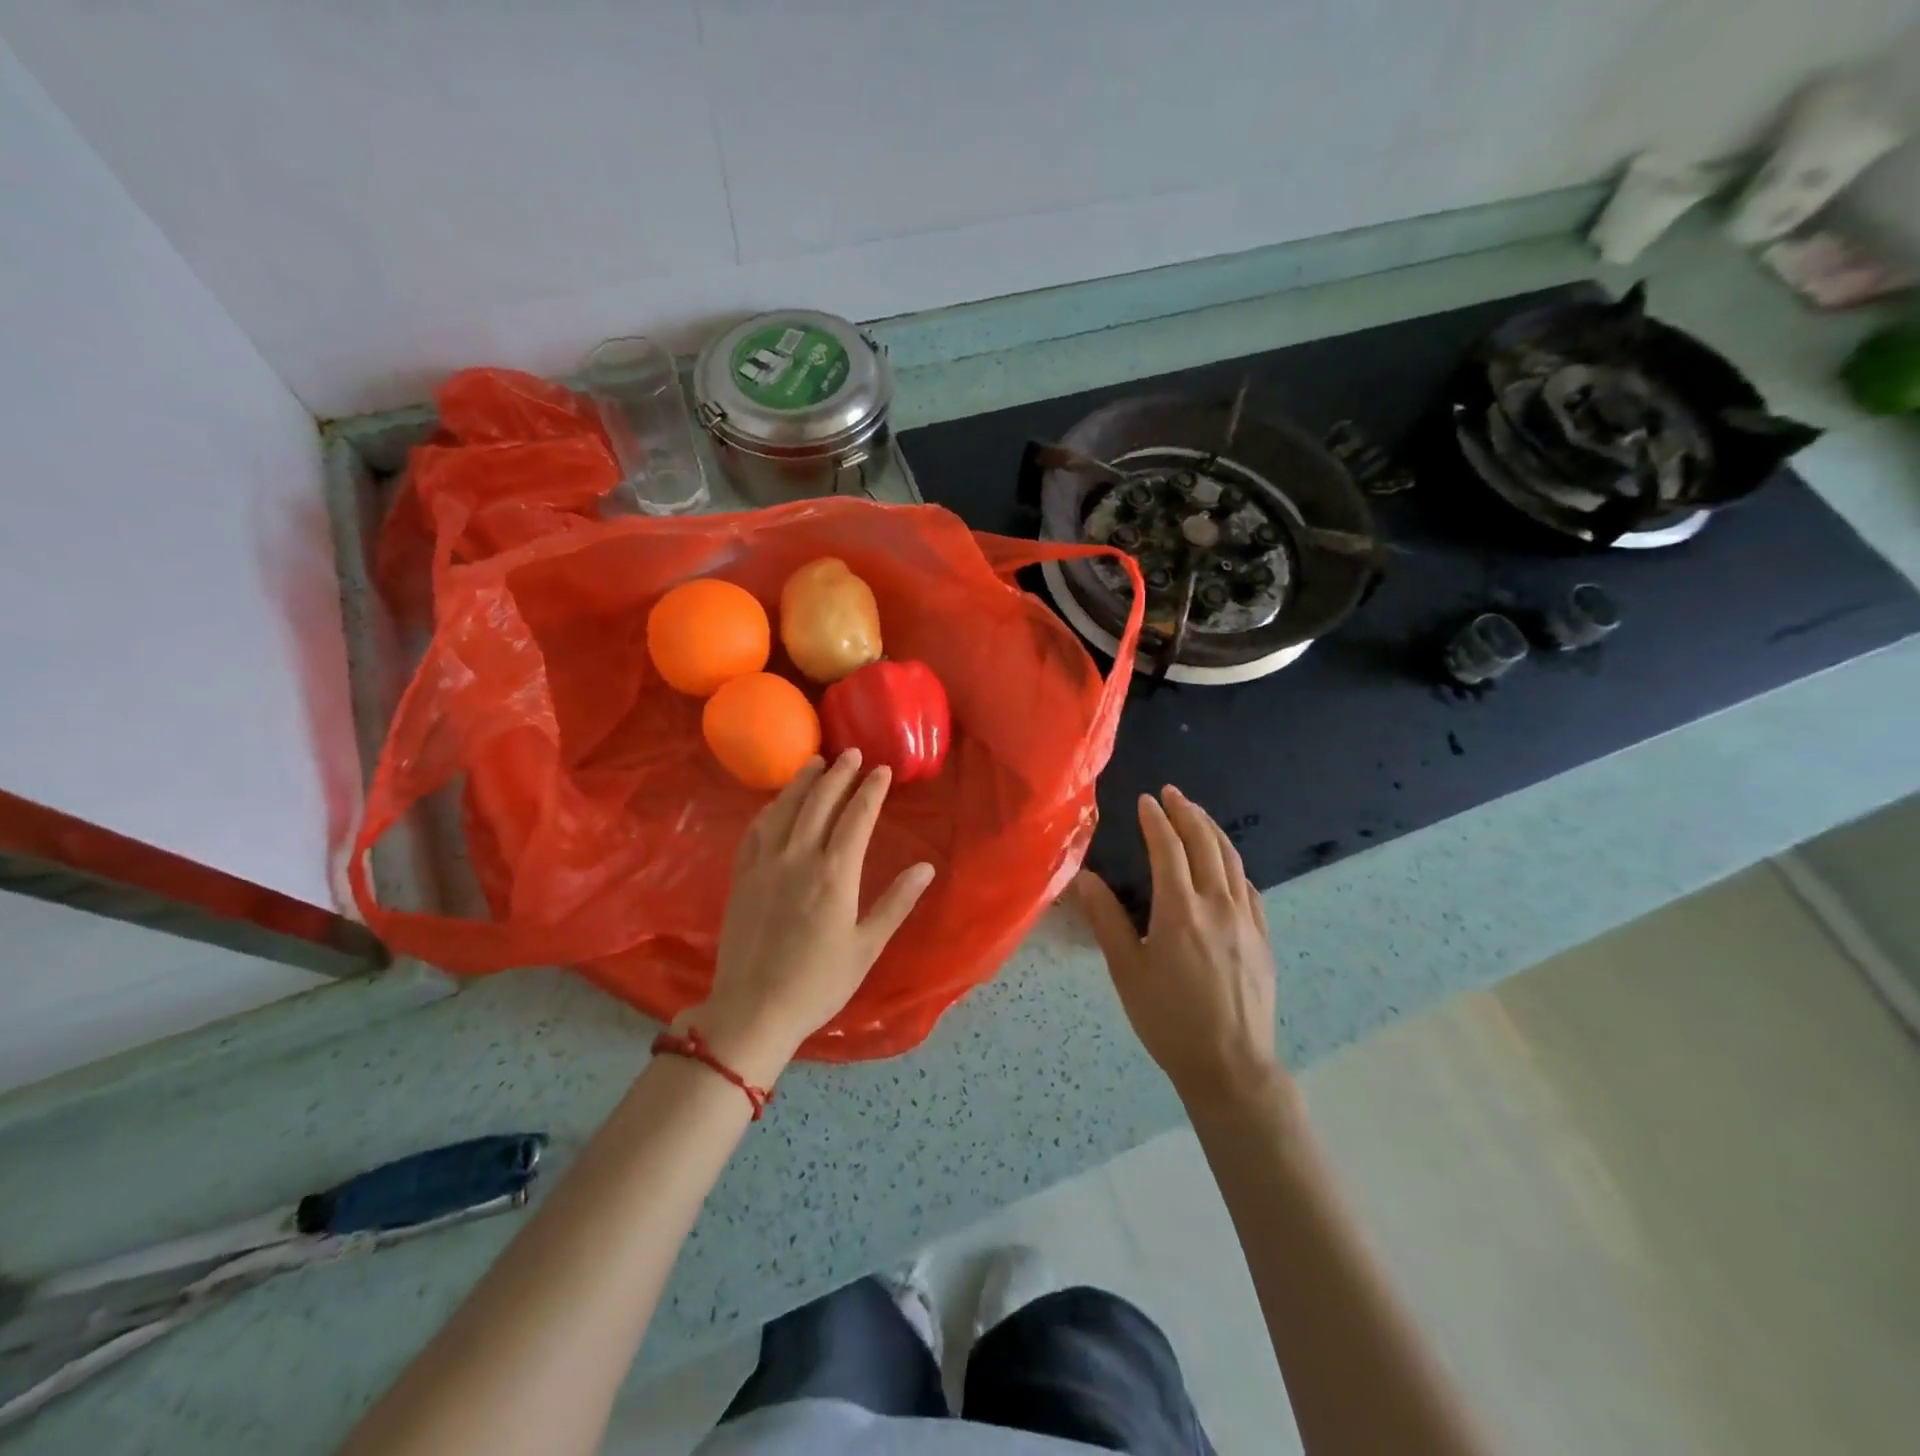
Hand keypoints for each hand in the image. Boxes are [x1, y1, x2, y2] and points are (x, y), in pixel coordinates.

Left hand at [688, 750, 935, 1084]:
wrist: (753, 1009)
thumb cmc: (818, 983)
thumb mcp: (866, 947)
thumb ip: (896, 903)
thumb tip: (925, 868)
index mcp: (835, 874)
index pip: (857, 817)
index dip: (871, 790)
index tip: (882, 770)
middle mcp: (799, 857)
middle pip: (820, 802)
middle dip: (839, 774)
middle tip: (852, 754)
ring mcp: (765, 864)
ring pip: (785, 808)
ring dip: (803, 781)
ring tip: (816, 762)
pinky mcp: (742, 876)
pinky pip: (756, 830)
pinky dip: (770, 808)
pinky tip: (777, 802)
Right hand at [1073, 786, 1290, 1115]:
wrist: (1231, 1065)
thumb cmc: (1169, 1019)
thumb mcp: (1127, 971)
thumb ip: (1107, 919)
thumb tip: (1084, 878)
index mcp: (1180, 910)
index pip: (1168, 849)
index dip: (1156, 820)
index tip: (1145, 800)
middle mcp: (1218, 905)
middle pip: (1205, 844)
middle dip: (1187, 813)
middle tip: (1172, 794)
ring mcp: (1247, 920)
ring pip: (1232, 860)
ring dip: (1213, 831)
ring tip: (1197, 814)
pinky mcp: (1263, 938)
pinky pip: (1250, 888)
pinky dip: (1234, 865)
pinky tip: (1227, 866)